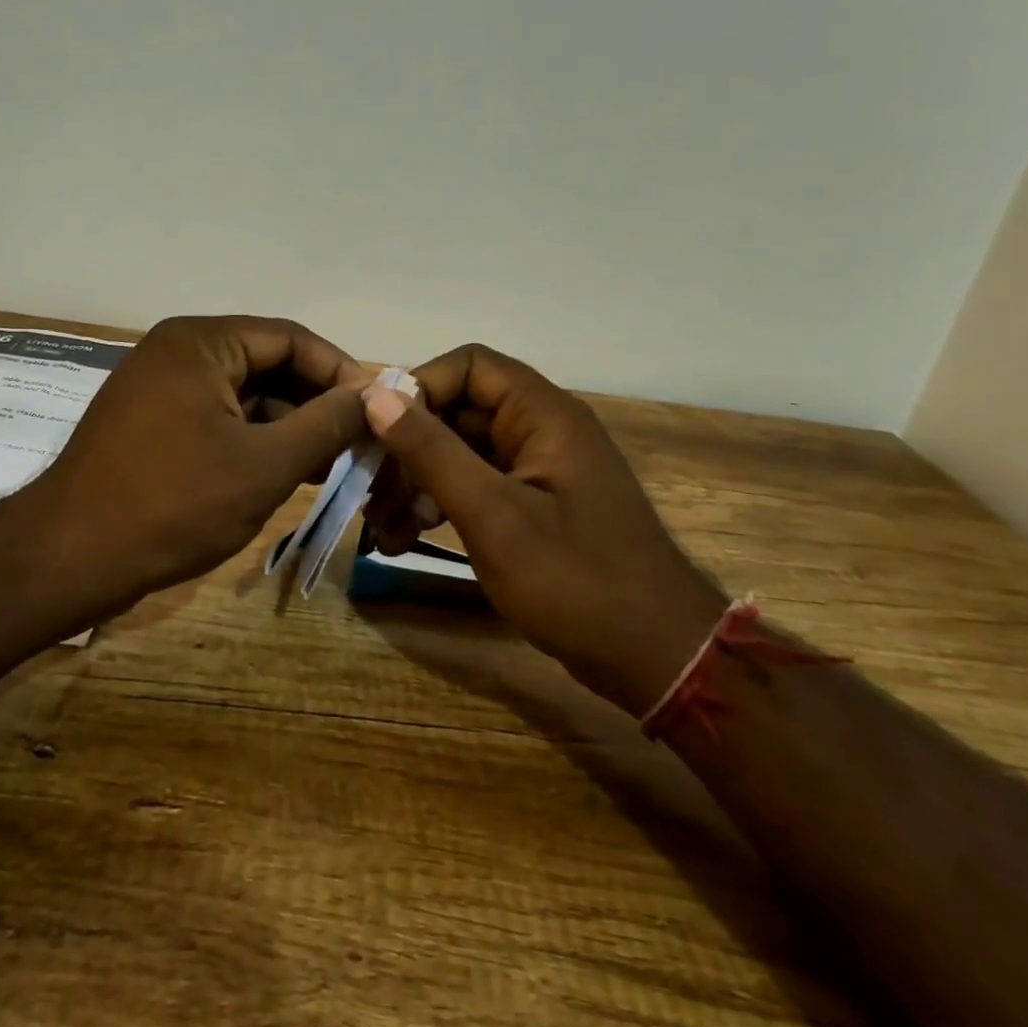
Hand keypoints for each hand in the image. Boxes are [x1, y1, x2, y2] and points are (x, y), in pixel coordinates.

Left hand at [8, 315, 371, 610]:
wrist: (70, 558)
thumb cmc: (173, 503)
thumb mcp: (265, 464)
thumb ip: (326, 424)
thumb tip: (373, 398)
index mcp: (202, 341)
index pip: (291, 338)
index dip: (340, 372)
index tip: (378, 410)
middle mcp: (179, 351)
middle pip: (268, 364)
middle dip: (316, 403)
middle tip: (359, 442)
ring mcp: (162, 388)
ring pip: (245, 396)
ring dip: (289, 426)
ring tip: (332, 465)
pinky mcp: (154, 423)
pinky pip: (219, 418)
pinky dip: (255, 441)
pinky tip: (288, 473)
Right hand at [361, 344, 726, 716]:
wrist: (657, 660)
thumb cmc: (575, 580)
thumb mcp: (492, 514)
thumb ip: (432, 452)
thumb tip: (376, 396)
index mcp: (542, 415)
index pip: (469, 366)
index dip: (420, 388)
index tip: (378, 432)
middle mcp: (539, 431)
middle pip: (457, 412)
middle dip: (408, 449)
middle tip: (370, 492)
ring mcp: (535, 472)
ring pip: (459, 454)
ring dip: (415, 483)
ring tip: (382, 528)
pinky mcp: (531, 508)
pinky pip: (473, 488)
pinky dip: (437, 507)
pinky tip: (405, 540)